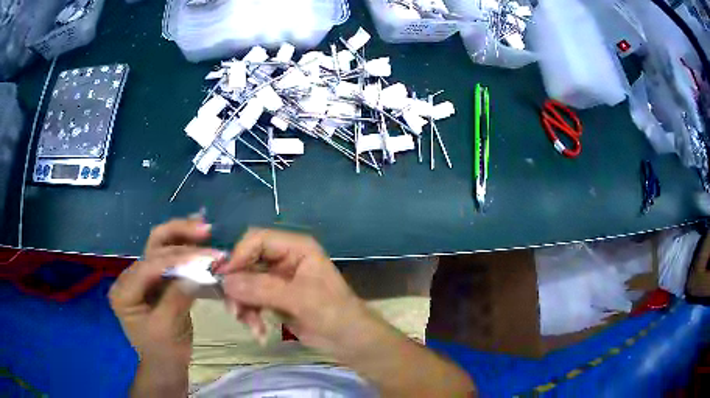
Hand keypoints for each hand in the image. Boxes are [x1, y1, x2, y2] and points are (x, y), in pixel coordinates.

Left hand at [109, 218, 221, 364]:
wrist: (165, 365)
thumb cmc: (164, 352)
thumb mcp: (168, 328)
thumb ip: (177, 297)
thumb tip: (196, 272)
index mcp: (124, 291)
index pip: (150, 266)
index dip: (178, 258)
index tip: (205, 255)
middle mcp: (129, 277)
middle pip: (152, 247)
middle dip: (179, 236)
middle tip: (205, 230)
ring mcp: (142, 277)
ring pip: (160, 246)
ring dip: (182, 235)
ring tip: (203, 227)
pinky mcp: (155, 279)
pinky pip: (169, 258)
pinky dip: (184, 247)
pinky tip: (197, 238)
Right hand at [216, 228, 374, 355]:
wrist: (349, 341)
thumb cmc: (333, 313)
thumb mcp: (299, 299)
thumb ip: (261, 289)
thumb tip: (225, 281)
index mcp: (295, 248)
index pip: (257, 239)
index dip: (238, 256)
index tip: (224, 279)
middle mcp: (284, 259)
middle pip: (246, 264)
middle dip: (238, 289)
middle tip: (235, 311)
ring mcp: (277, 279)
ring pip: (244, 284)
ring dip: (243, 306)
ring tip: (252, 326)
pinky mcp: (274, 298)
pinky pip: (250, 300)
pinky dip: (250, 316)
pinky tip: (259, 332)